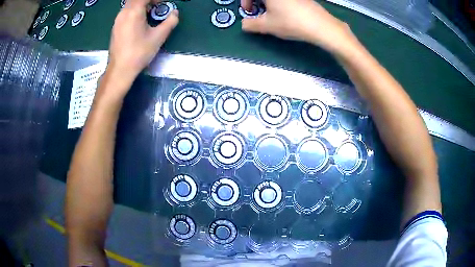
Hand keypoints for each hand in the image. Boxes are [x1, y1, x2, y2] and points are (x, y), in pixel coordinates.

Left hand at [107, 0, 177, 86]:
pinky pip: (126, 12)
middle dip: (148, 1)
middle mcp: (123, 12)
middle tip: (157, 7)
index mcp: (133, 12)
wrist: (120, 69)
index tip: (163, 3)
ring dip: (141, 5)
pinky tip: (140, 22)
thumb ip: (170, 22)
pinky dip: (135, 11)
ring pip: (130, 5)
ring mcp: (117, 20)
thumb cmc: (139, 52)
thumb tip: (175, 13)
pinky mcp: (115, 27)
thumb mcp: (158, 37)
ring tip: (150, 14)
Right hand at [241, 0, 355, 52]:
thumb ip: (250, 24)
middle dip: (256, 2)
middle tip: (258, 12)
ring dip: (268, 3)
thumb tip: (245, 24)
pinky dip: (280, 3)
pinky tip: (286, 12)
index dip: (245, 2)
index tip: (248, 12)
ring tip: (272, 14)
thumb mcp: (267, 26)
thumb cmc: (290, 22)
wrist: (321, 25)